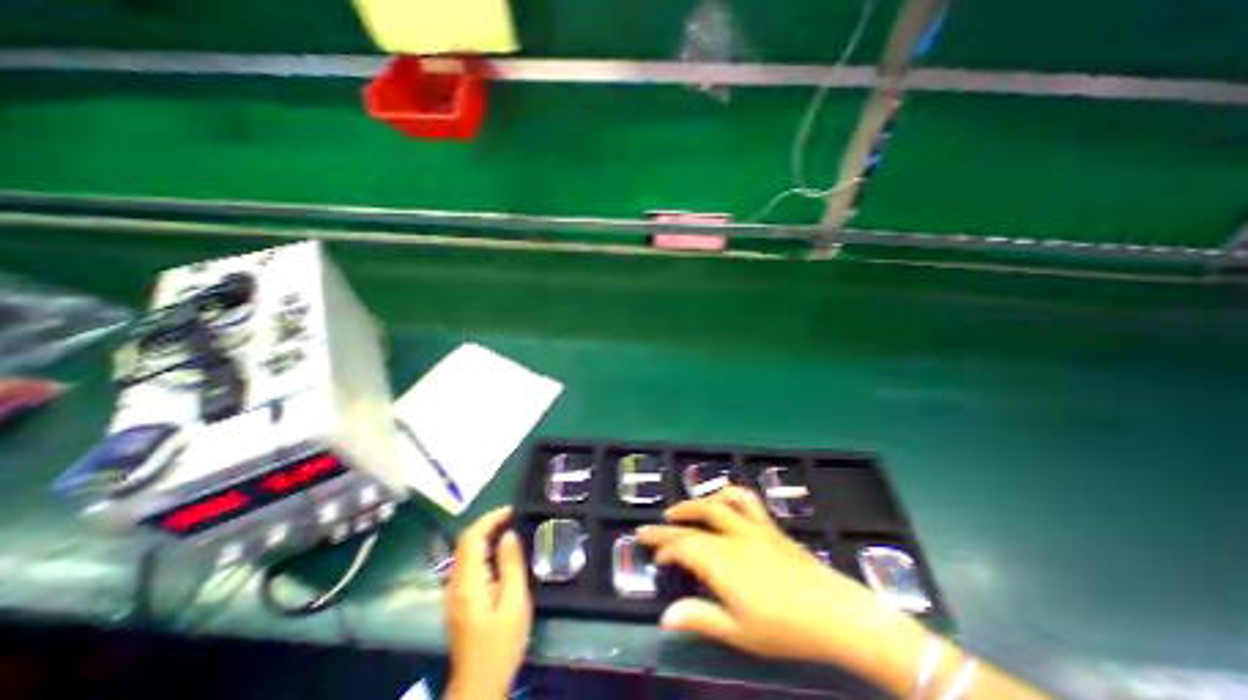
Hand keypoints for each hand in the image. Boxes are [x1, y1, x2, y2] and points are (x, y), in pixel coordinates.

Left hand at [443, 505, 530, 697]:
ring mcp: (453, 593)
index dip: (489, 519)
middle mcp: (455, 583)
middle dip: (487, 523)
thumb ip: (511, 565)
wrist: (479, 684)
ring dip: (484, 535)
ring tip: (507, 529)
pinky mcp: (457, 600)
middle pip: (464, 542)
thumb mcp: (515, 603)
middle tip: (511, 516)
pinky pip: (466, 564)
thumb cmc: (501, 644)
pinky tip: (497, 553)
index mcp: (468, 582)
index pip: (471, 538)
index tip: (511, 510)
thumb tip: (509, 535)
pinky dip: (481, 549)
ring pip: (464, 552)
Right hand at [637, 486, 918, 676]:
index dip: (664, 546)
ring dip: (694, 504)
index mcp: (722, 561)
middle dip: (670, 522)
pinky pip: (745, 500)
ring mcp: (752, 526)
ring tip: (680, 510)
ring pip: (717, 503)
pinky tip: (722, 498)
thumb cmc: (784, 628)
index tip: (652, 552)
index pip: (683, 545)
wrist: (833, 613)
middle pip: (694, 520)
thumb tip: (665, 618)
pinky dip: (729, 494)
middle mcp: (733, 535)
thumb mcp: (738, 632)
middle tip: (654, 526)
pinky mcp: (768, 525)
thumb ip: (700, 618)